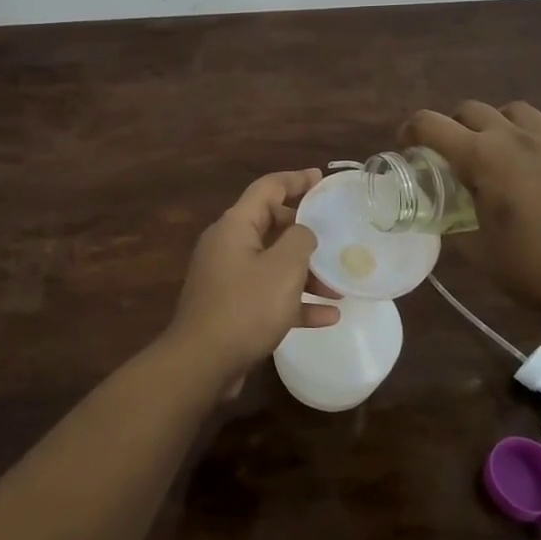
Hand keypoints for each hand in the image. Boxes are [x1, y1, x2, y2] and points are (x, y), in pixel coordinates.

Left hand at [162, 168, 337, 396]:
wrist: (203, 361)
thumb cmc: (246, 307)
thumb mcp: (283, 268)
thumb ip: (300, 240)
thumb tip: (302, 233)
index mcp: (235, 224)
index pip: (268, 188)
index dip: (296, 180)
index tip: (321, 178)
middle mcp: (228, 244)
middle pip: (271, 224)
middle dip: (305, 232)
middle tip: (334, 236)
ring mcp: (227, 276)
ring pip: (272, 263)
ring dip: (305, 272)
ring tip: (338, 286)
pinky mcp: (231, 306)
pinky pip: (268, 294)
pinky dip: (295, 301)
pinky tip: (327, 316)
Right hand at [402, 101, 540, 317]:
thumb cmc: (533, 268)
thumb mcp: (478, 250)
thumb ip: (454, 223)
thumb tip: (441, 215)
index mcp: (482, 157)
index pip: (431, 124)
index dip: (410, 130)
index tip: (406, 146)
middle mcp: (513, 137)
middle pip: (469, 109)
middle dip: (451, 126)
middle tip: (449, 155)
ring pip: (512, 109)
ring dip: (494, 122)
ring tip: (494, 149)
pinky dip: (533, 129)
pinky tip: (533, 152)